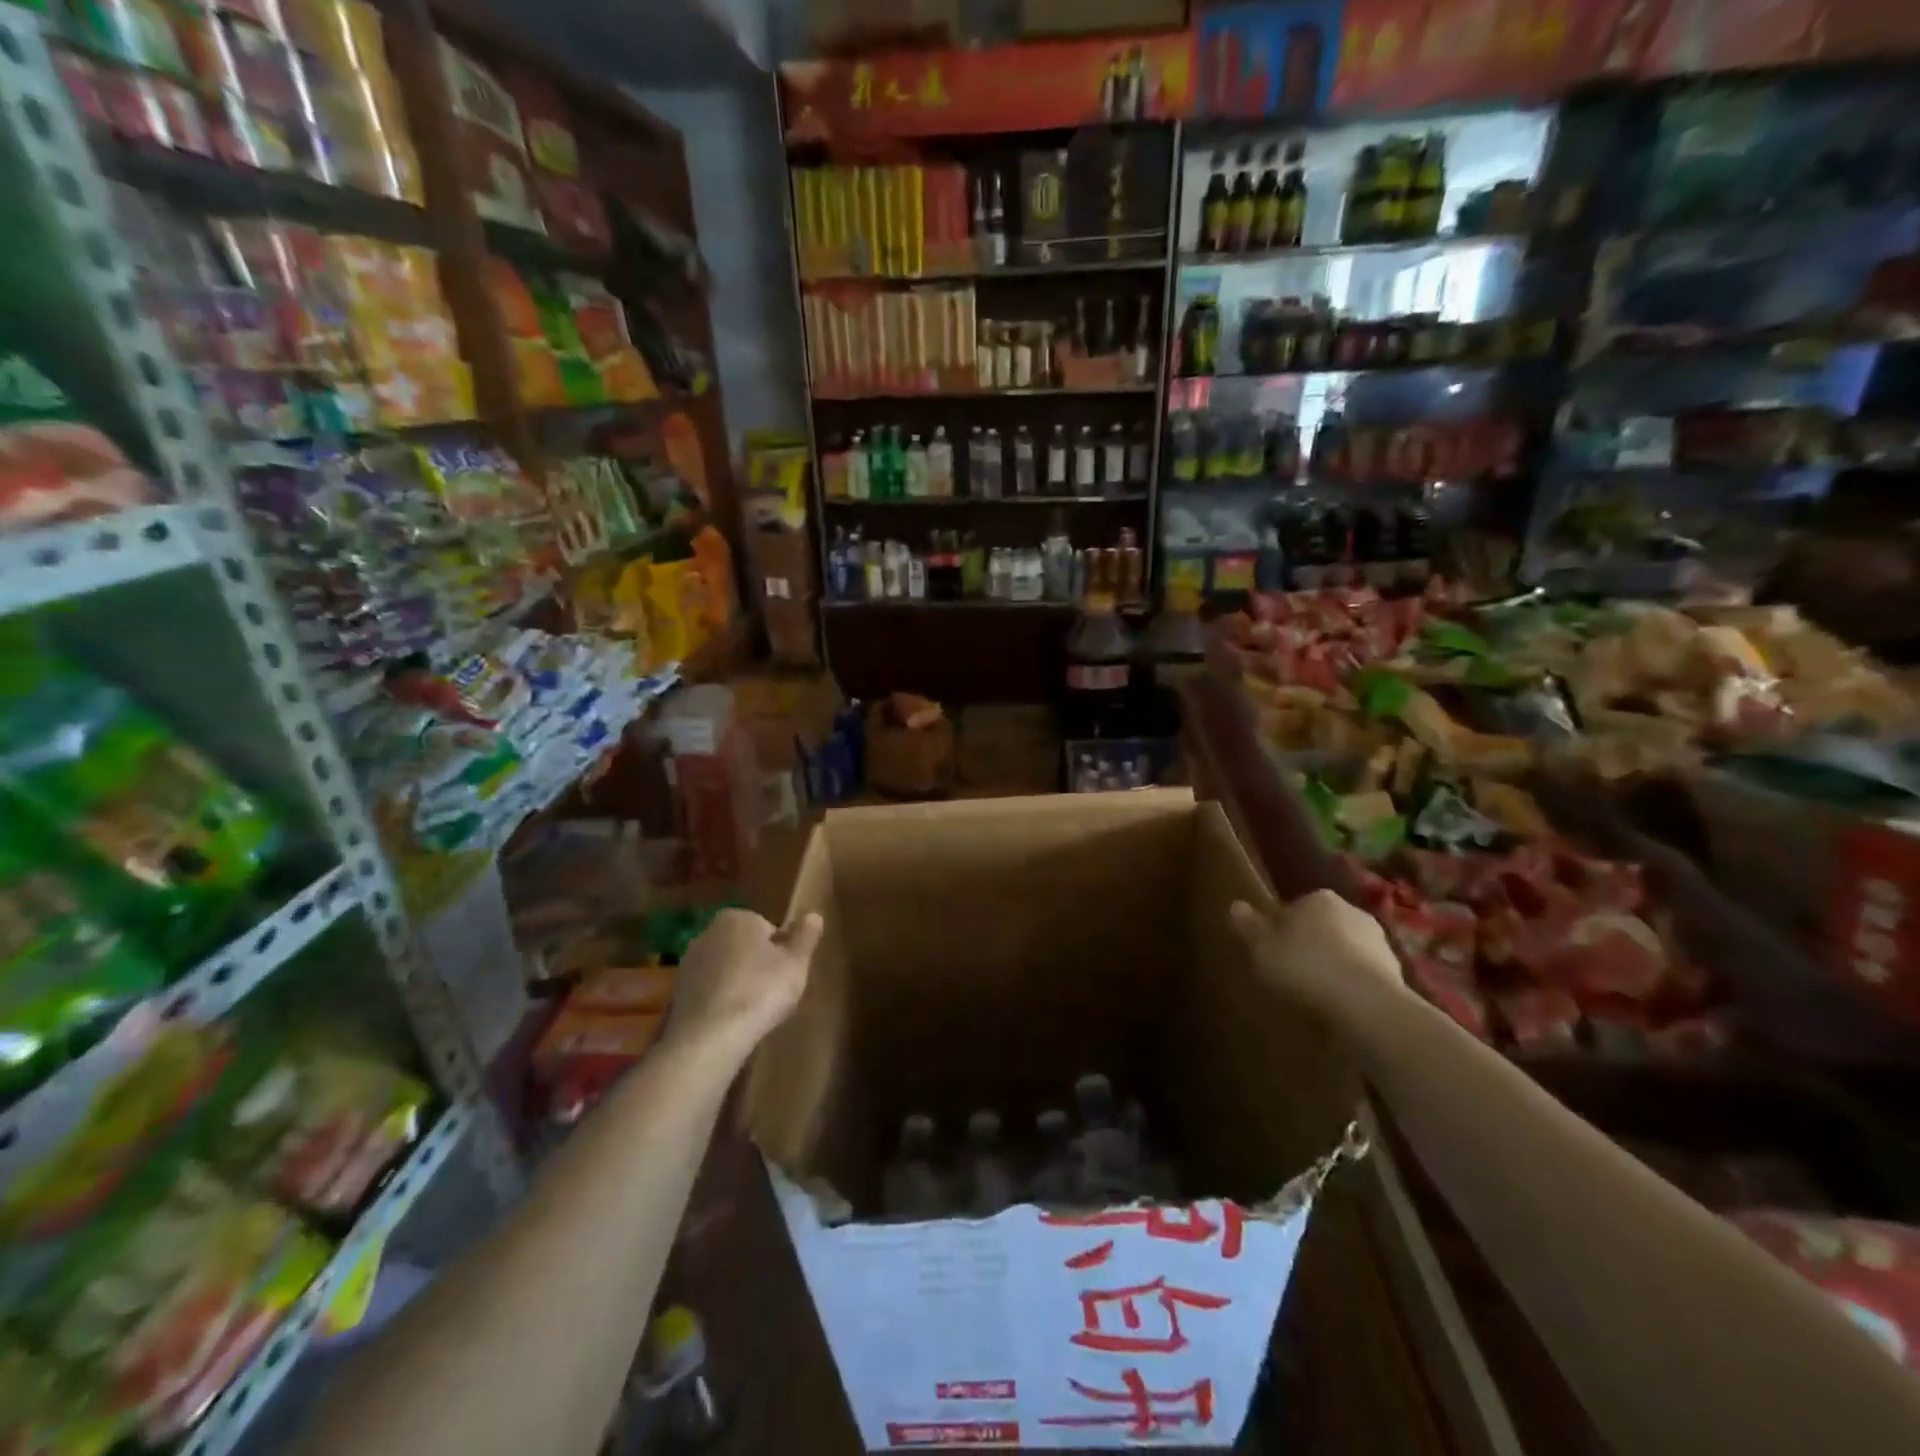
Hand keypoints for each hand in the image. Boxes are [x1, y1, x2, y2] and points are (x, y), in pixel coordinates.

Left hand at [663, 909, 821, 1061]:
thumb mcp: (796, 963)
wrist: (709, 1037)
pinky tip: (731, 1023)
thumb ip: (806, 936)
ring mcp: (689, 962)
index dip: (782, 952)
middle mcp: (708, 932)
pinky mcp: (678, 992)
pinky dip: (721, 1002)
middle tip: (774, 993)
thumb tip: (813, 914)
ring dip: (738, 984)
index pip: (769, 929)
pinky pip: (710, 991)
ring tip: (753, 1012)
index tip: (787, 975)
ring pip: (726, 969)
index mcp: (738, 918)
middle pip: (745, 947)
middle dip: (758, 965)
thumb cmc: (760, 991)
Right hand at [1230, 891, 1403, 1013]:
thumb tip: (1235, 905)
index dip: (1281, 929)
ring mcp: (1379, 942)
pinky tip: (1339, 1007)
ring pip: (1345, 951)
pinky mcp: (1396, 973)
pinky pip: (1363, 976)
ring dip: (1333, 967)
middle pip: (1322, 927)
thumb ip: (1248, 926)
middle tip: (1291, 974)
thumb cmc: (1305, 966)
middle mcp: (1352, 911)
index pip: (1295, 907)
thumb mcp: (1262, 948)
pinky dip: (1352, 987)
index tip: (1272, 951)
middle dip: (1310, 946)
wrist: (1367, 1005)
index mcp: (1319, 898)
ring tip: (1315, 996)